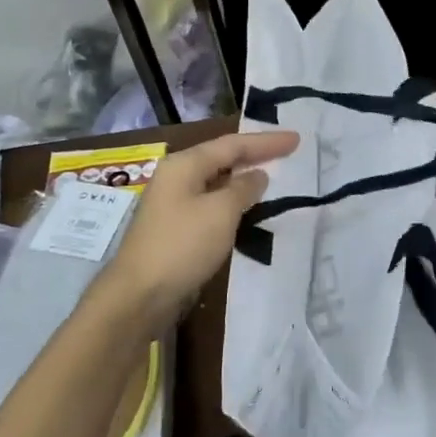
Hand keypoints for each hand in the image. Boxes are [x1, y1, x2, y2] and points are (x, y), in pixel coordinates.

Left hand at [101, 129, 299, 330]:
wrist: (139, 296)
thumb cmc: (182, 246)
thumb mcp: (220, 212)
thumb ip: (243, 189)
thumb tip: (257, 176)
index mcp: (184, 165)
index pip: (233, 144)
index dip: (266, 142)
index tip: (296, 139)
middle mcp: (176, 178)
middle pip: (222, 158)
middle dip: (254, 155)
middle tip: (288, 153)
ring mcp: (173, 204)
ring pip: (216, 182)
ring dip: (243, 179)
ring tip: (273, 178)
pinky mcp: (175, 229)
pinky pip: (210, 205)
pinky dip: (232, 202)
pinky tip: (247, 210)